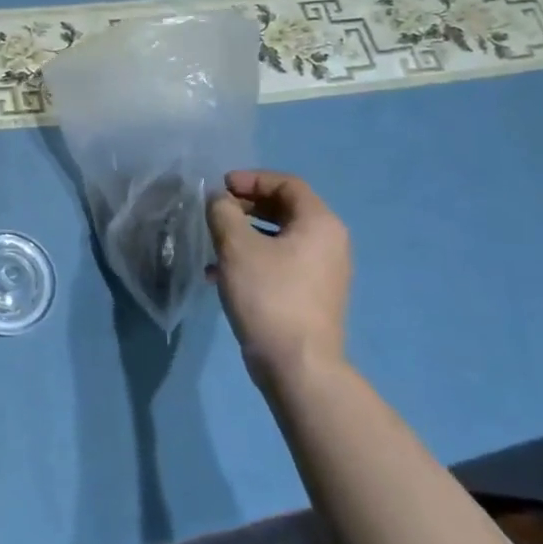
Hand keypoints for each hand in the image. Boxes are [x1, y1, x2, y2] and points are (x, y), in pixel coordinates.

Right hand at [206, 170, 351, 382]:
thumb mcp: (236, 246)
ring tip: (213, 243)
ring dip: (244, 233)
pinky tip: (221, 274)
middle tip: (215, 212)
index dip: (251, 179)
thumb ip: (223, 212)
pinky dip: (253, 258)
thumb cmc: (268, 294)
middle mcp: (329, 243)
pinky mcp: (310, 295)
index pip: (287, 183)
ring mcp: (322, 272)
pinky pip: (280, 262)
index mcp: (319, 223)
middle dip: (246, 206)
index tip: (220, 187)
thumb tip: (218, 200)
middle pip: (285, 209)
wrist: (296, 364)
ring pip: (279, 237)